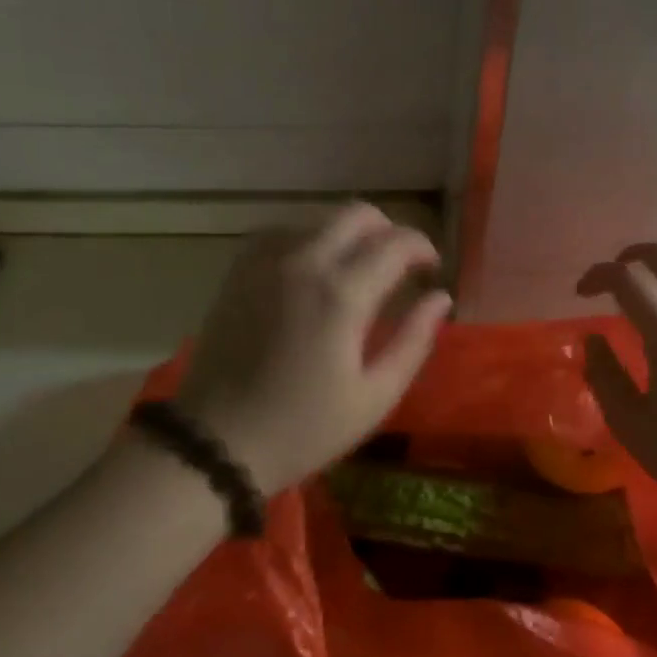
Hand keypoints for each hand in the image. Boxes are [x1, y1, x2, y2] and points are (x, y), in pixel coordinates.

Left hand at [172, 203, 450, 490]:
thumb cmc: (304, 428)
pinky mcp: (239, 272)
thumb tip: (440, 299)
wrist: (216, 442)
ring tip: (358, 269)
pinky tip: (313, 267)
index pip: (397, 243)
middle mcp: (304, 262)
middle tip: (400, 265)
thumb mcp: (374, 396)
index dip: (423, 248)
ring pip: (319, 218)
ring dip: (349, 233)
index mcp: (342, 294)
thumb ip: (414, 341)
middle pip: (358, 214)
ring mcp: (265, 262)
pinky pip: (281, 232)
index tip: (432, 270)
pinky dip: (307, 238)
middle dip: (389, 231)